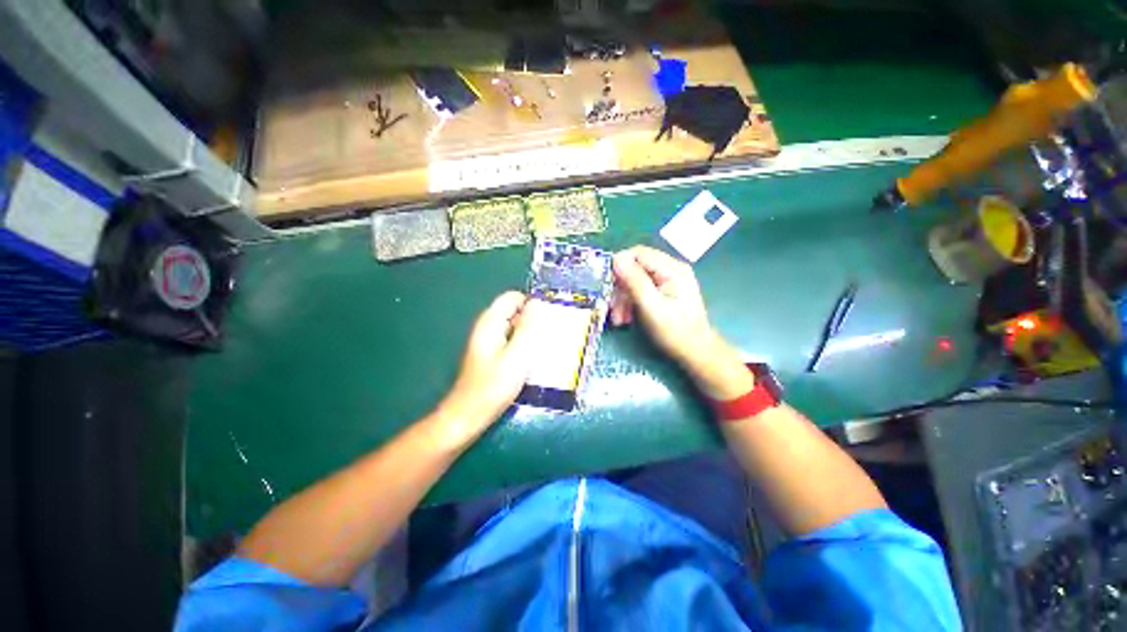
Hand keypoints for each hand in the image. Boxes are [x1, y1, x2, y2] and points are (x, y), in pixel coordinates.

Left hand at [433, 292, 538, 447]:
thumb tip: (538, 305)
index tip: (550, 317)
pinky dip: (524, 344)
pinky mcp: (492, 355)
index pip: (513, 298)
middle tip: (551, 334)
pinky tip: (534, 359)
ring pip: (515, 327)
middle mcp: (488, 328)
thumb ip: (528, 329)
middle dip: (534, 318)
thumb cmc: (492, 387)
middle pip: (515, 311)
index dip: (532, 303)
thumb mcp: (517, 356)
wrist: (468, 416)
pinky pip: (512, 340)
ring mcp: (489, 342)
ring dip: (531, 333)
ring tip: (547, 346)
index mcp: (490, 323)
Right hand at [611, 246, 751, 399]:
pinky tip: (626, 318)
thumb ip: (635, 281)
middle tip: (611, 308)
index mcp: (672, 269)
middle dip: (620, 288)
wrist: (695, 352)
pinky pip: (640, 290)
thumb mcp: (651, 307)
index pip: (638, 253)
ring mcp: (668, 280)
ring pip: (635, 280)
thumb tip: (617, 259)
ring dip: (623, 298)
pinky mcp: (664, 291)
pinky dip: (630, 302)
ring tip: (618, 319)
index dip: (619, 265)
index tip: (606, 283)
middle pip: (635, 268)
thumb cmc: (675, 331)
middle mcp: (671, 269)